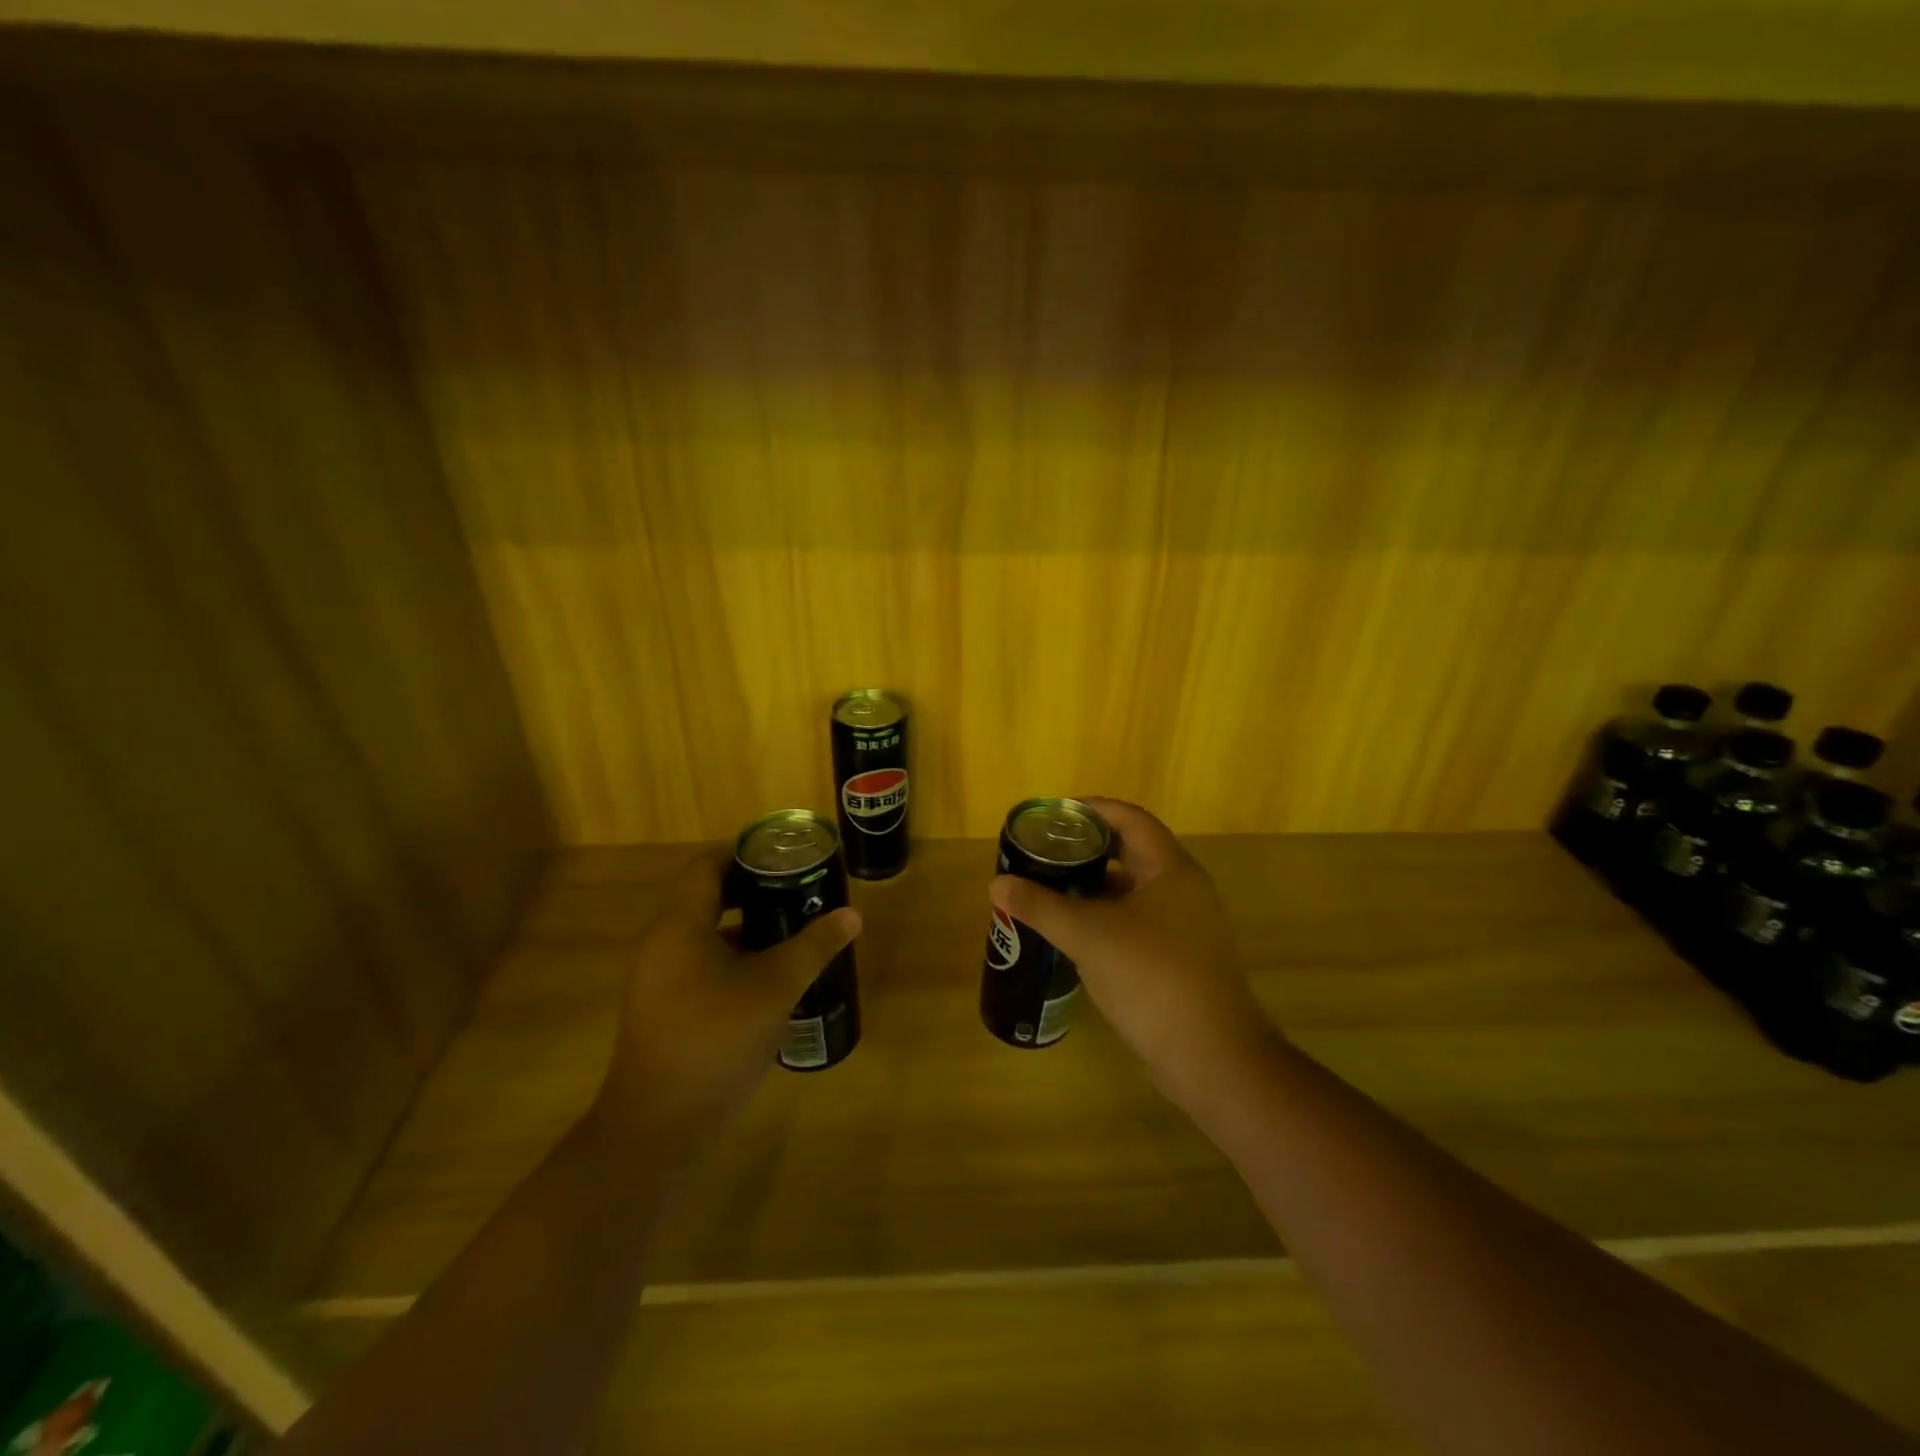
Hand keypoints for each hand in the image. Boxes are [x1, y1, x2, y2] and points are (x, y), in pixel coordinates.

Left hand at [592, 849, 860, 1158]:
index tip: (786, 858)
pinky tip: (768, 977)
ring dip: (744, 926)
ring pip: (703, 933)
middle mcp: (660, 943)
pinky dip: (731, 957)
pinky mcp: (661, 1008)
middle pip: (706, 896)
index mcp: (680, 925)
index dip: (745, 853)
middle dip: (753, 890)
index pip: (707, 865)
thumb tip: (852, 915)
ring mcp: (656, 979)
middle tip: (798, 891)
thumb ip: (814, 947)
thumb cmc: (716, 1042)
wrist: (657, 1128)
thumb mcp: (775, 989)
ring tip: (792, 930)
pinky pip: (697, 963)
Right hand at [989, 798, 1277, 1109]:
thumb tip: (998, 885)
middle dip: (1087, 849)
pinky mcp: (1179, 959)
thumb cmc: (1151, 978)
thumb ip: (1041, 907)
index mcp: (1170, 870)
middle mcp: (1183, 890)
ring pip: (1132, 891)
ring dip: (1094, 886)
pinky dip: (1105, 918)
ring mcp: (1185, 927)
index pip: (1130, 819)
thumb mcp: (1088, 936)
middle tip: (1044, 852)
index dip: (1092, 809)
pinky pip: (1136, 922)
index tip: (1053, 814)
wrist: (1211, 1058)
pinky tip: (1074, 932)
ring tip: (1050, 887)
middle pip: (1131, 852)